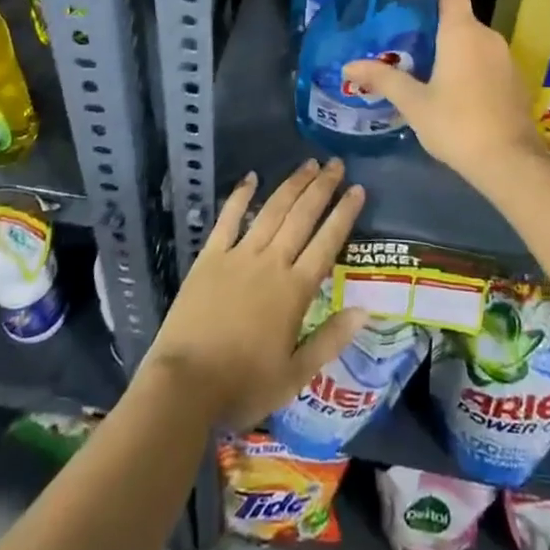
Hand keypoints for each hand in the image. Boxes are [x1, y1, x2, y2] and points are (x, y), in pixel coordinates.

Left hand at [141, 159, 366, 429]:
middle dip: (322, 188)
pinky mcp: (210, 257)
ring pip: (271, 211)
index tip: (357, 189)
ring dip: (292, 185)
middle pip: (301, 217)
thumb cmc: (243, 385)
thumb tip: (364, 310)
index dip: (343, 214)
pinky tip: (251, 178)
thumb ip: (330, 339)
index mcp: (294, 290)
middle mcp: (271, 263)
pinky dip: (241, 196)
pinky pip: (228, 219)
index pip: (326, 243)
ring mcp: (238, 256)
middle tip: (336, 164)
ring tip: (308, 164)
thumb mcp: (295, 375)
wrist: (185, 385)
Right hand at [344, 0, 543, 181]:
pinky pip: (486, 60)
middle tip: (403, 43)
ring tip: (423, 69)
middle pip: (458, 16)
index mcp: (462, 31)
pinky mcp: (515, 79)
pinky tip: (453, 92)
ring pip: (472, 40)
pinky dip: (469, 66)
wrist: (511, 163)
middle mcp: (487, 35)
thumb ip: (382, 79)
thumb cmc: (457, 124)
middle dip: (432, 26)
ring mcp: (505, 57)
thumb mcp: (414, 103)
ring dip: (451, 49)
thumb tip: (348, 66)